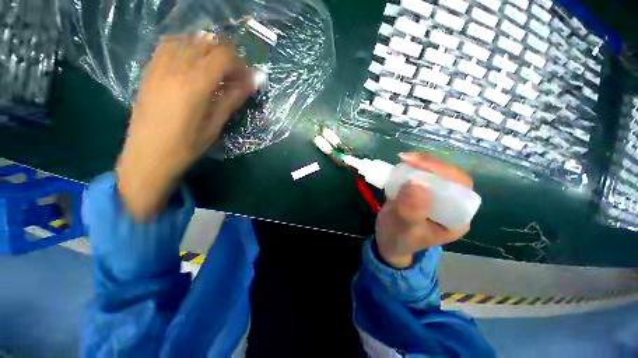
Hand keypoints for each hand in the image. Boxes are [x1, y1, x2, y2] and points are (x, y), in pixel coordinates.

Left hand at [116, 34, 253, 220]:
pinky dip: (186, 47)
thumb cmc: (186, 146)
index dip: (240, 64)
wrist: (147, 156)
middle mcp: (176, 67)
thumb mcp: (215, 125)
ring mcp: (159, 66)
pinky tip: (192, 63)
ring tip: (215, 68)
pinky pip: (168, 45)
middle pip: (207, 43)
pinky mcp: (149, 70)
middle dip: (227, 55)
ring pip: (188, 39)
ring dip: (207, 50)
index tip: (247, 79)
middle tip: (234, 75)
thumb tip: (252, 83)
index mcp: (196, 83)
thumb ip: (233, 99)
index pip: (224, 55)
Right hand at [375, 152, 473, 267]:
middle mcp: (452, 205)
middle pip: (450, 176)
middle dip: (430, 164)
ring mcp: (437, 197)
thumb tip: (416, 184)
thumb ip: (411, 211)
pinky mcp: (424, 190)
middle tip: (407, 159)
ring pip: (437, 172)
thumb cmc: (398, 239)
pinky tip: (403, 164)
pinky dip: (413, 166)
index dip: (443, 173)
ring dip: (421, 163)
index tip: (418, 165)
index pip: (460, 189)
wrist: (388, 240)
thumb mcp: (403, 229)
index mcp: (456, 219)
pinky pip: (423, 173)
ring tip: (403, 159)